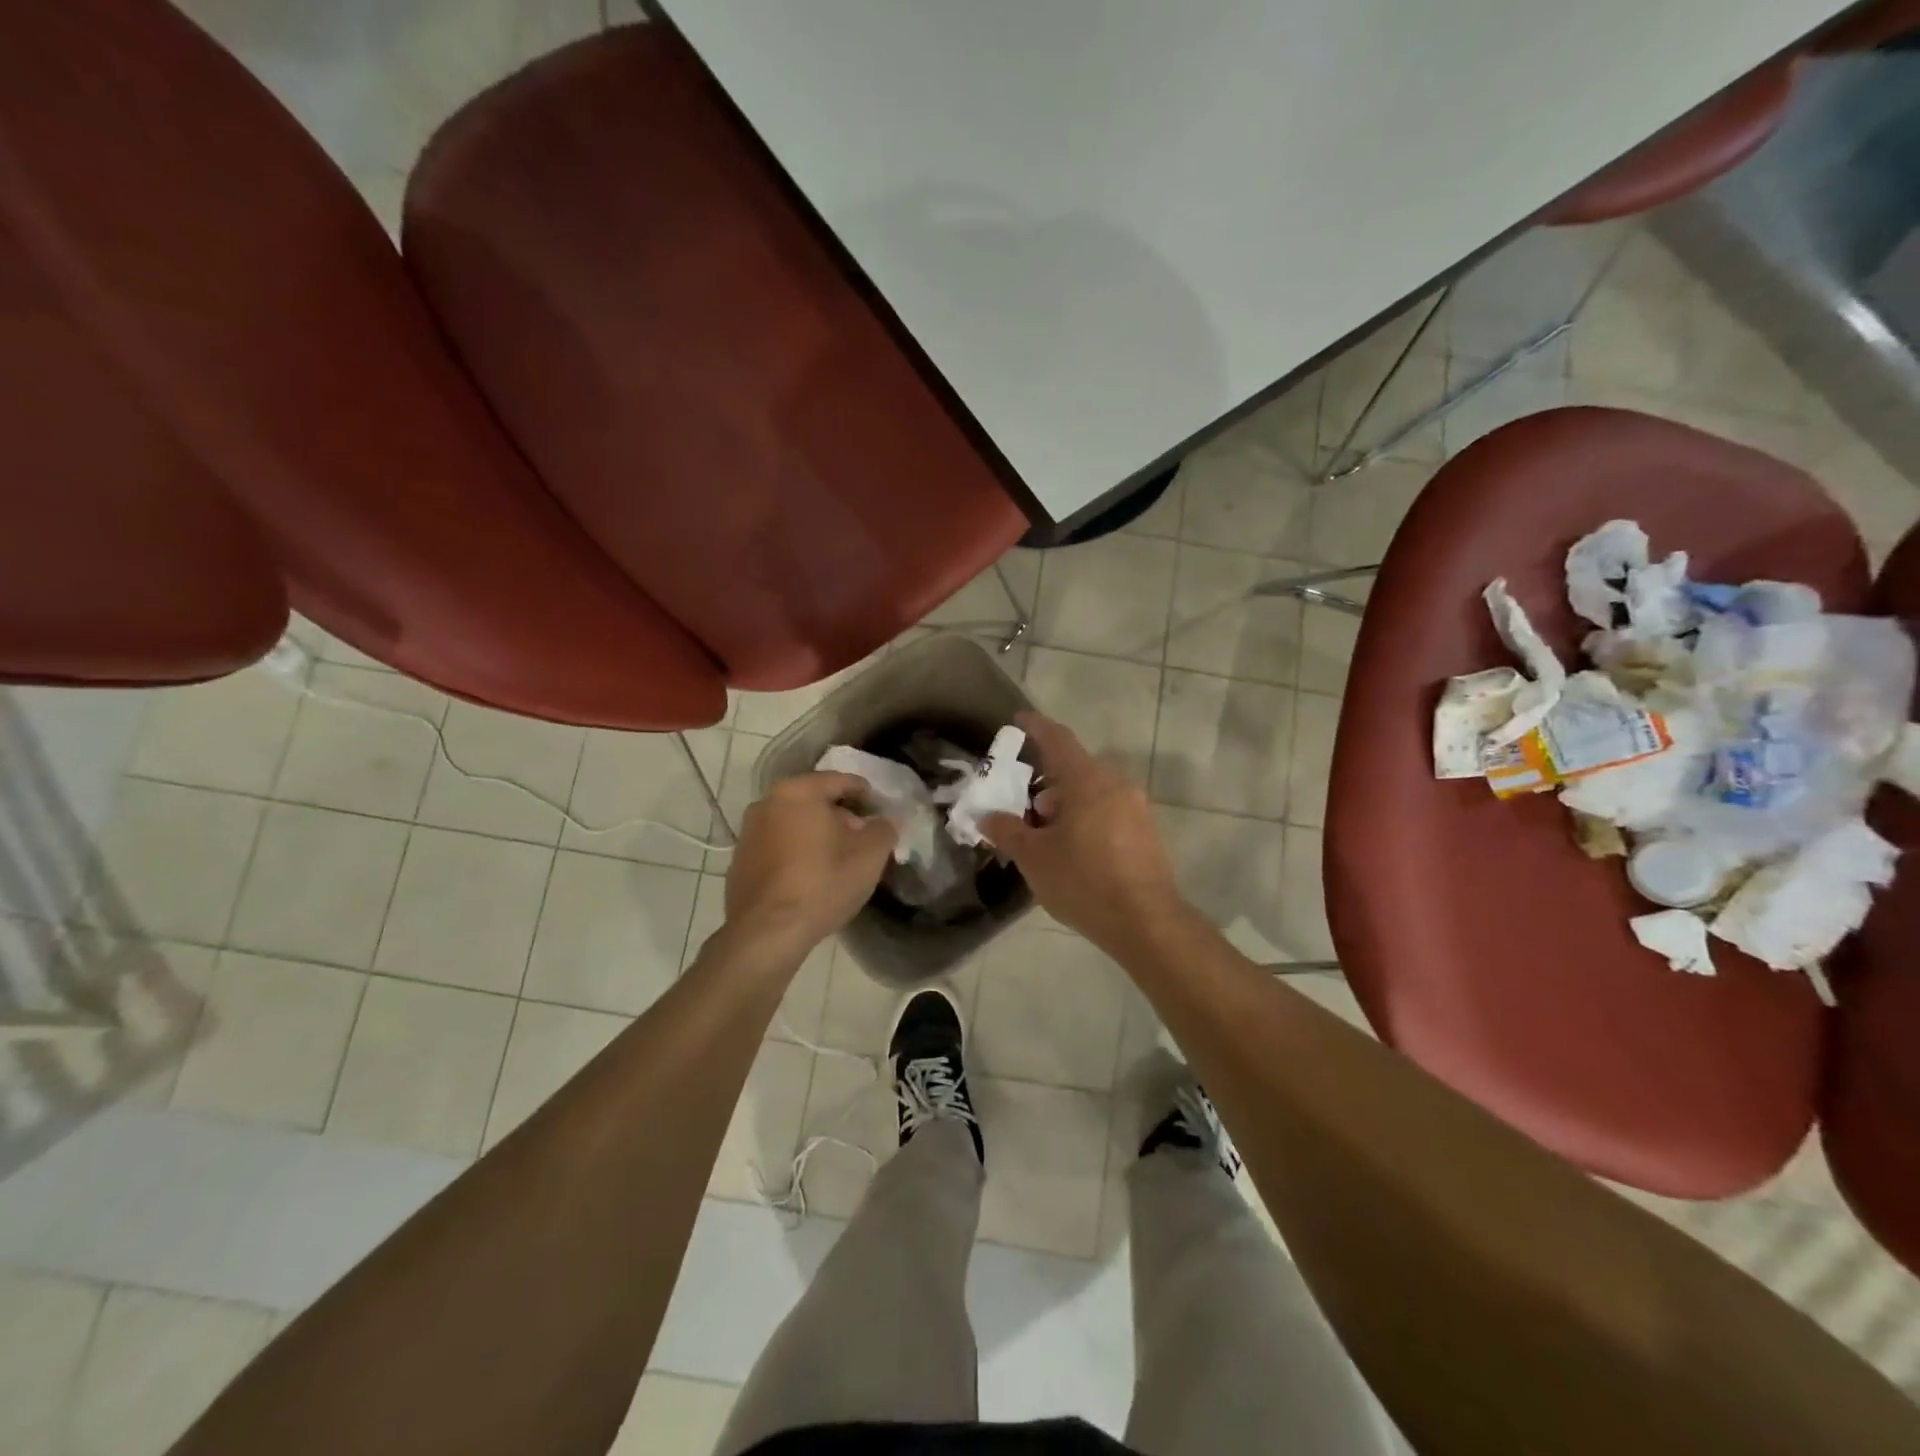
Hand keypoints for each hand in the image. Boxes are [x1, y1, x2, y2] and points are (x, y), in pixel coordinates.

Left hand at [724, 772, 898, 957]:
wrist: (768, 932)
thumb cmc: (823, 882)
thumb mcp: (870, 855)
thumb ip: (884, 829)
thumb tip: (883, 822)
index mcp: (797, 791)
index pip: (839, 780)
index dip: (865, 793)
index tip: (880, 809)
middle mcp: (766, 803)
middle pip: (814, 801)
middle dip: (841, 816)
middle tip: (862, 838)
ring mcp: (748, 834)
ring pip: (794, 824)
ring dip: (817, 835)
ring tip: (838, 860)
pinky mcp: (739, 863)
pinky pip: (778, 848)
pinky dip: (796, 854)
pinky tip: (811, 877)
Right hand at [982, 713, 1182, 949]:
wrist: (1146, 922)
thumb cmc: (1083, 881)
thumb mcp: (1034, 857)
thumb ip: (1007, 831)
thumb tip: (988, 816)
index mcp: (1087, 780)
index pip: (1058, 739)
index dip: (1036, 727)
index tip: (1018, 720)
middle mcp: (1116, 785)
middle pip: (1075, 769)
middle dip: (1046, 781)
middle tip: (1023, 804)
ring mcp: (1136, 808)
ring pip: (1092, 792)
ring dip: (1066, 804)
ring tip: (1044, 834)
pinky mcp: (1146, 832)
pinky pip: (1108, 812)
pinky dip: (1085, 818)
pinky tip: (1072, 849)